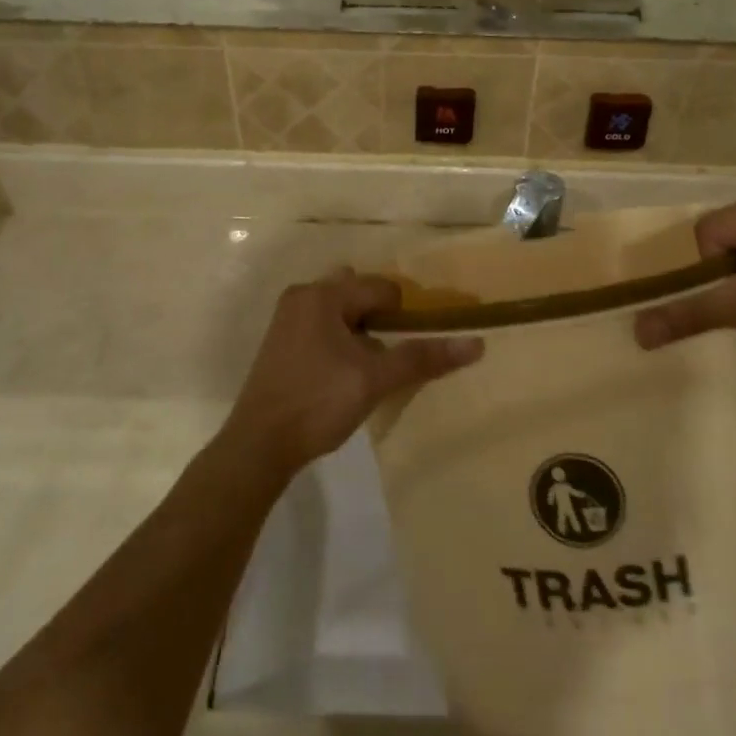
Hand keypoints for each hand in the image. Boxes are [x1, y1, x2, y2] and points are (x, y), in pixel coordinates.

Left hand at [222, 269, 482, 476]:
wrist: (259, 446)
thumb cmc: (318, 403)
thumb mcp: (375, 379)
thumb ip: (422, 357)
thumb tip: (476, 343)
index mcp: (322, 294)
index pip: (382, 289)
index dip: (404, 317)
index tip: (409, 349)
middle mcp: (303, 296)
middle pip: (360, 295)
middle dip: (382, 321)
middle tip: (391, 357)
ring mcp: (288, 320)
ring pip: (342, 313)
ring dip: (362, 333)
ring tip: (371, 369)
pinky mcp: (282, 343)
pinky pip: (324, 328)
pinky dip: (342, 342)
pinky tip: (346, 376)